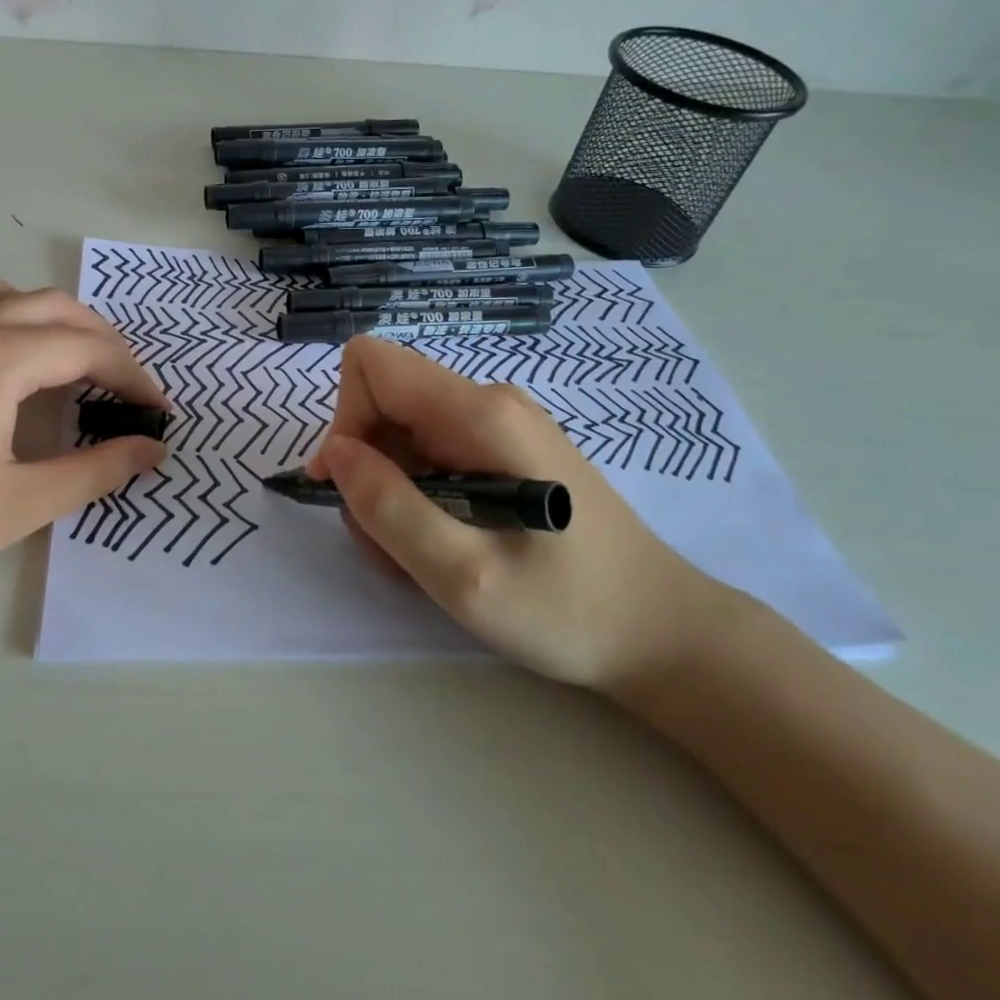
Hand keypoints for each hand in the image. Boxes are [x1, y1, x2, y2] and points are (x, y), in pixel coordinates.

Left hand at [0, 279, 167, 626]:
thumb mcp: (19, 505)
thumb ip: (95, 470)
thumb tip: (152, 450)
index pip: (84, 348)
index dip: (132, 376)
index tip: (158, 410)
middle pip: (53, 308)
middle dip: (102, 342)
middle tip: (127, 389)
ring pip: (8, 297)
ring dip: (54, 323)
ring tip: (76, 368)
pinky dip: (10, 322)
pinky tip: (11, 370)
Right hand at [308, 336, 738, 691]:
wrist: (661, 633)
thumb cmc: (569, 611)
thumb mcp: (465, 576)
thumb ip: (391, 509)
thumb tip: (337, 454)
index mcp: (481, 414)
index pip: (372, 365)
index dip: (345, 420)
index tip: (351, 488)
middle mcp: (487, 401)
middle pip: (382, 400)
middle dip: (366, 468)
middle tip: (389, 541)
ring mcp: (498, 423)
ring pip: (400, 431)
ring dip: (389, 490)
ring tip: (420, 553)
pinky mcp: (503, 448)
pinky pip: (428, 451)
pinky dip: (415, 494)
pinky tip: (443, 542)